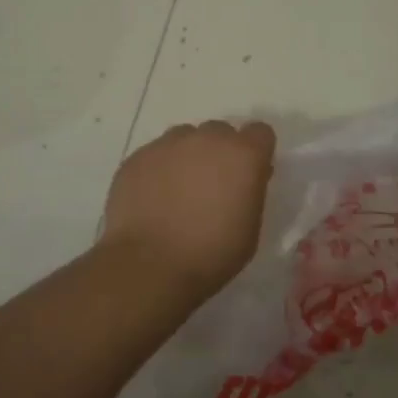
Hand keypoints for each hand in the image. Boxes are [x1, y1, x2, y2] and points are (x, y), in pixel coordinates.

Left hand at [100, 120, 276, 300]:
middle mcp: (206, 138)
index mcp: (243, 155)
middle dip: (220, 152)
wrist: (150, 265)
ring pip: (184, 138)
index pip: (260, 133)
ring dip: (188, 156)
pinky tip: (153, 198)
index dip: (256, 152)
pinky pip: (155, 154)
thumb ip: (250, 191)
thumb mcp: (251, 227)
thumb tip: (242, 180)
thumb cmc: (212, 253)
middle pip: (220, 132)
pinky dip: (158, 170)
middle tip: (212, 185)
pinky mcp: (137, 157)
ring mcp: (167, 144)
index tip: (249, 174)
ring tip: (178, 190)